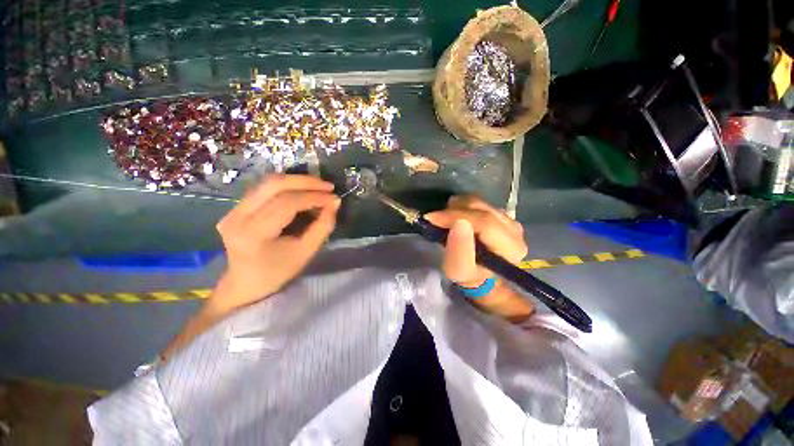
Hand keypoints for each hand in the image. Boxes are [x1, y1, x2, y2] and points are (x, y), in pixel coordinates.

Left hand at [211, 174, 339, 312]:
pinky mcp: (235, 207)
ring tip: (318, 186)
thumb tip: (335, 201)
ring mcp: (232, 210)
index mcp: (253, 234)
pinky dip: (287, 185)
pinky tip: (302, 190)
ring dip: (297, 180)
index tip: (333, 197)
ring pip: (268, 182)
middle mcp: (237, 217)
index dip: (313, 197)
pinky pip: (264, 188)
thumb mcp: (307, 251)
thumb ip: (323, 226)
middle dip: (306, 182)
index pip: (286, 204)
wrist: (246, 283)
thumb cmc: (279, 271)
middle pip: (274, 185)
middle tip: (328, 186)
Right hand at [424, 195, 526, 287]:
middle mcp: (515, 229)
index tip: (432, 218)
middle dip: (454, 211)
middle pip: (481, 208)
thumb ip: (459, 249)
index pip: (484, 222)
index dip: (456, 216)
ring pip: (478, 202)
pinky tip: (455, 216)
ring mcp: (509, 219)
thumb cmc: (468, 275)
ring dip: (457, 208)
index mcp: (510, 247)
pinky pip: (478, 202)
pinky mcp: (499, 213)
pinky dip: (462, 206)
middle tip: (436, 219)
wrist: (479, 273)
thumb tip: (459, 222)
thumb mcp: (458, 270)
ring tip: (445, 220)